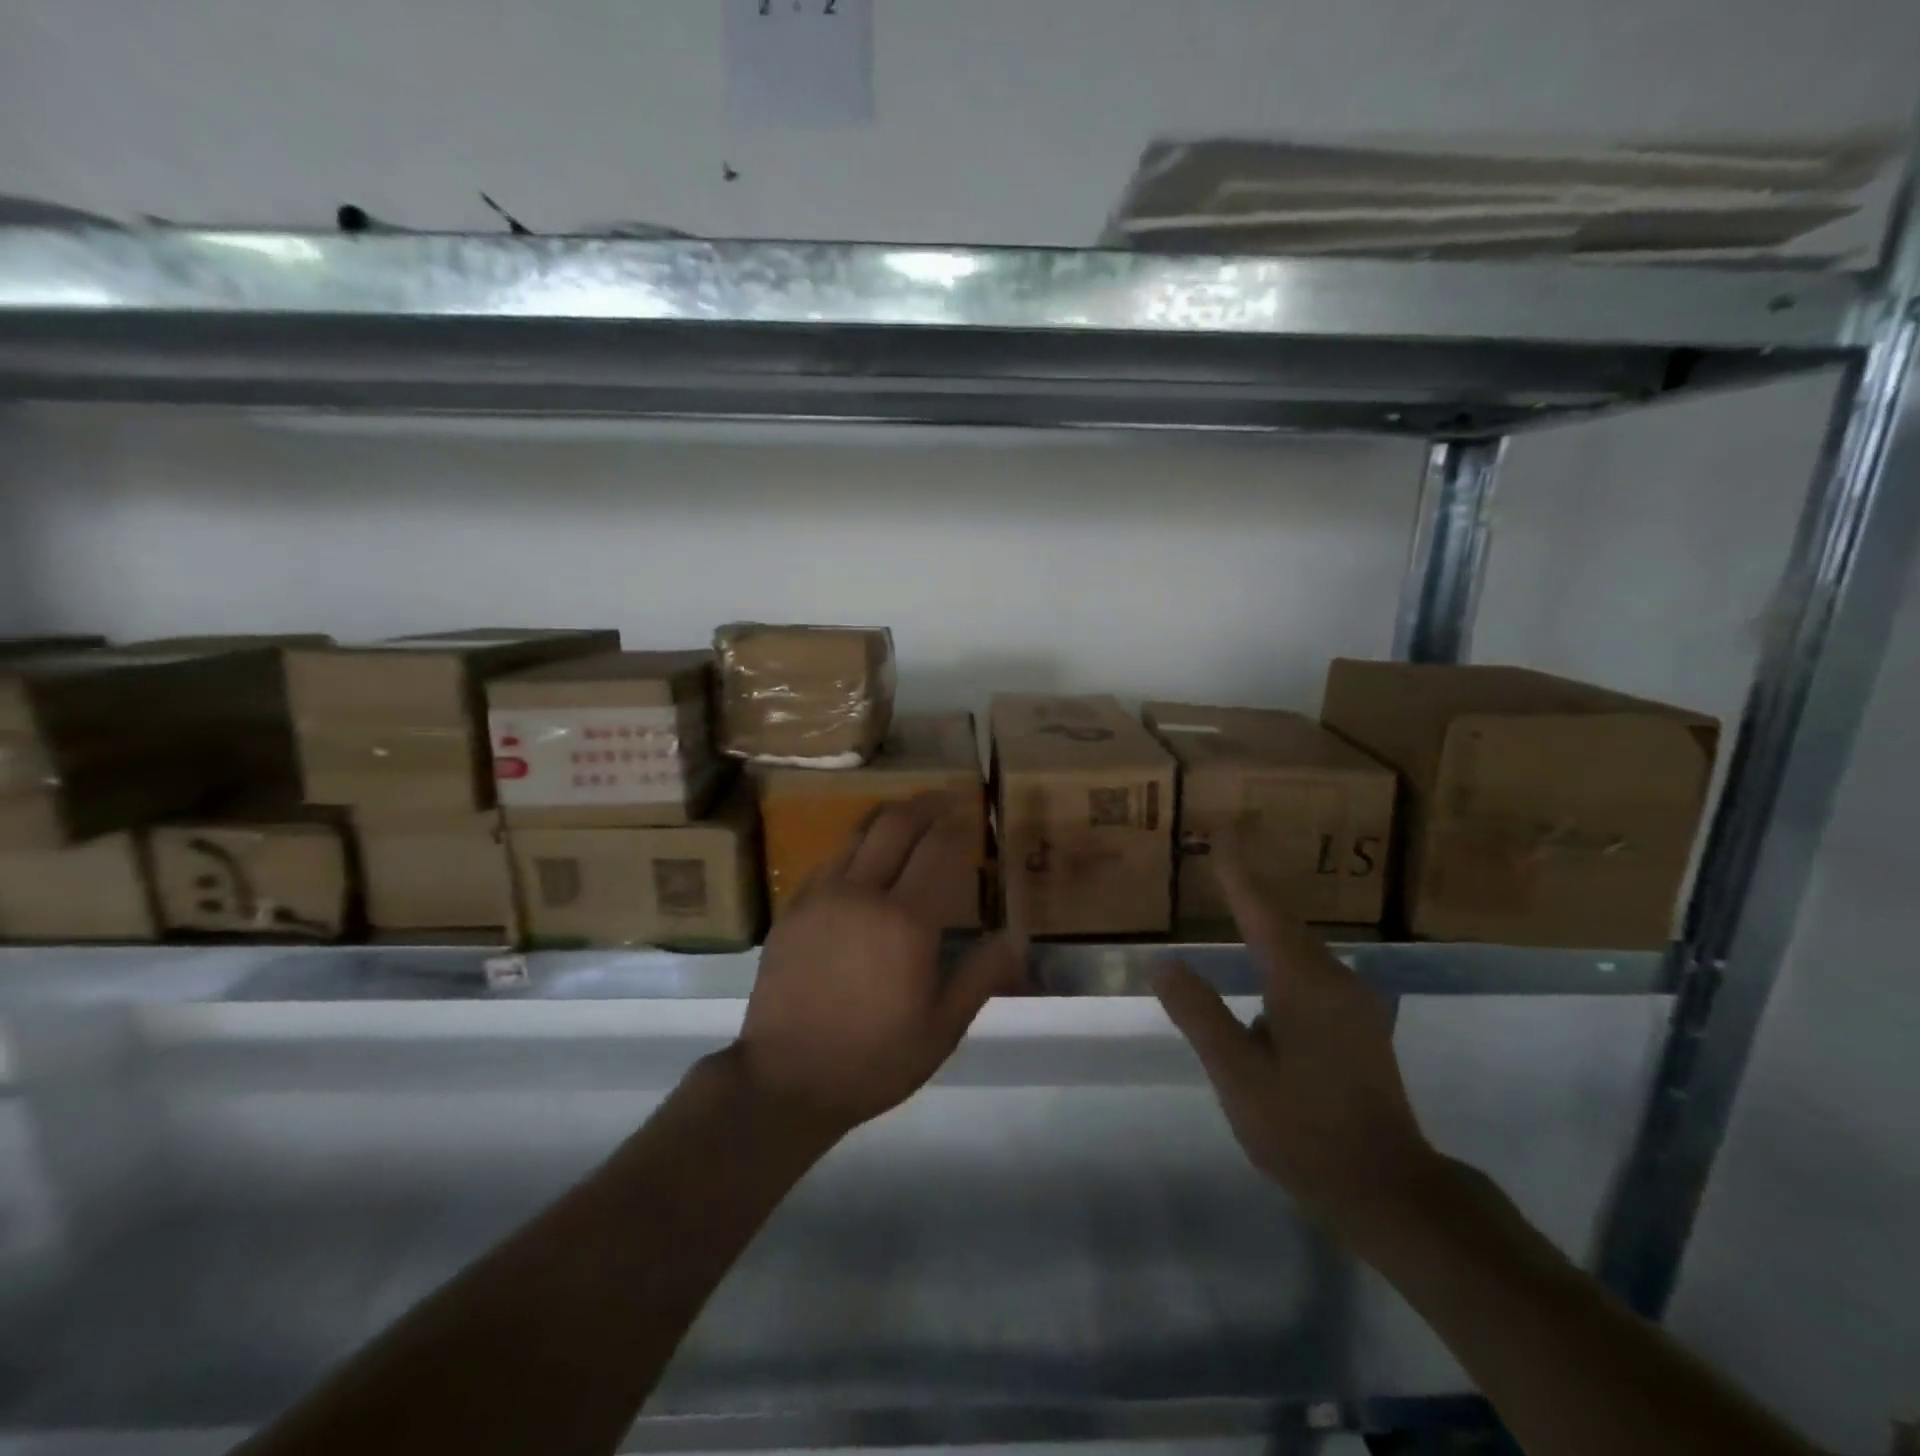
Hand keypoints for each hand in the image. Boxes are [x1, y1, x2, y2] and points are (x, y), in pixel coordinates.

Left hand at [736, 793, 1025, 1135]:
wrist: (785, 1080)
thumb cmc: (874, 1059)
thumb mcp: (942, 1028)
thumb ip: (981, 975)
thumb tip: (1018, 937)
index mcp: (905, 920)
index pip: (937, 849)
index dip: (956, 824)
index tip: (971, 812)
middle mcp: (861, 893)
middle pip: (895, 824)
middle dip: (925, 803)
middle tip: (945, 797)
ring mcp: (821, 896)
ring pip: (857, 833)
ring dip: (888, 816)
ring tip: (908, 816)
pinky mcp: (793, 909)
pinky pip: (830, 860)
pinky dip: (855, 846)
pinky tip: (865, 859)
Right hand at [1155, 847, 1444, 1237]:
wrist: (1390, 1192)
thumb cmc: (1306, 1132)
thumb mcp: (1238, 1075)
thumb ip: (1199, 1014)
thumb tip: (1164, 962)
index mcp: (1303, 983)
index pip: (1261, 911)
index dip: (1236, 872)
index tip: (1220, 833)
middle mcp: (1334, 979)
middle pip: (1283, 921)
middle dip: (1249, 890)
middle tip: (1218, 861)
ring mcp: (1353, 1002)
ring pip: (1299, 946)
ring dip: (1266, 921)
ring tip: (1233, 902)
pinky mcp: (1359, 1024)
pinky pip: (1310, 969)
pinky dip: (1280, 952)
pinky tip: (1264, 968)